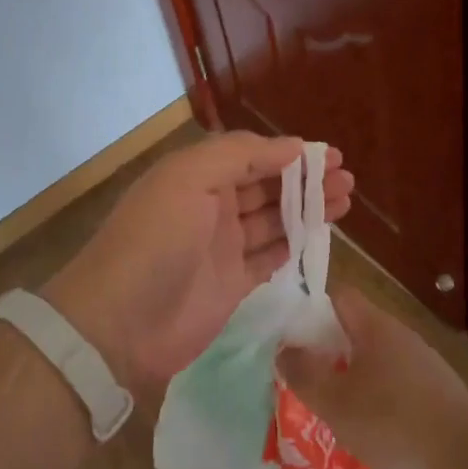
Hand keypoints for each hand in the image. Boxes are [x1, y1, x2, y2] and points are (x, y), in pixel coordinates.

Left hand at [44, 132, 352, 396]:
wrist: (119, 322)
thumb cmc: (156, 239)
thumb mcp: (189, 178)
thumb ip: (240, 155)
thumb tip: (292, 146)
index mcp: (197, 175)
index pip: (252, 155)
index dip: (290, 154)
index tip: (331, 156)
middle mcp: (211, 207)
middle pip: (267, 187)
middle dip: (306, 181)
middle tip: (348, 181)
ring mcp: (222, 248)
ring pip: (274, 221)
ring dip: (307, 210)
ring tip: (345, 202)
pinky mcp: (231, 285)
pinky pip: (270, 258)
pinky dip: (294, 245)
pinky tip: (320, 236)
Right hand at [274, 287, 467, 468]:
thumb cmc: (394, 424)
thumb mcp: (336, 403)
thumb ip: (305, 375)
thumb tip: (285, 350)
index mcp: (374, 326)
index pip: (338, 295)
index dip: (310, 307)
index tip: (289, 332)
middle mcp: (399, 335)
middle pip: (354, 328)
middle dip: (327, 348)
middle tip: (304, 376)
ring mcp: (422, 363)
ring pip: (374, 358)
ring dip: (351, 375)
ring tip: (332, 407)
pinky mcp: (437, 391)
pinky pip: (395, 382)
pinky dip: (376, 396)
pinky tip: (371, 429)